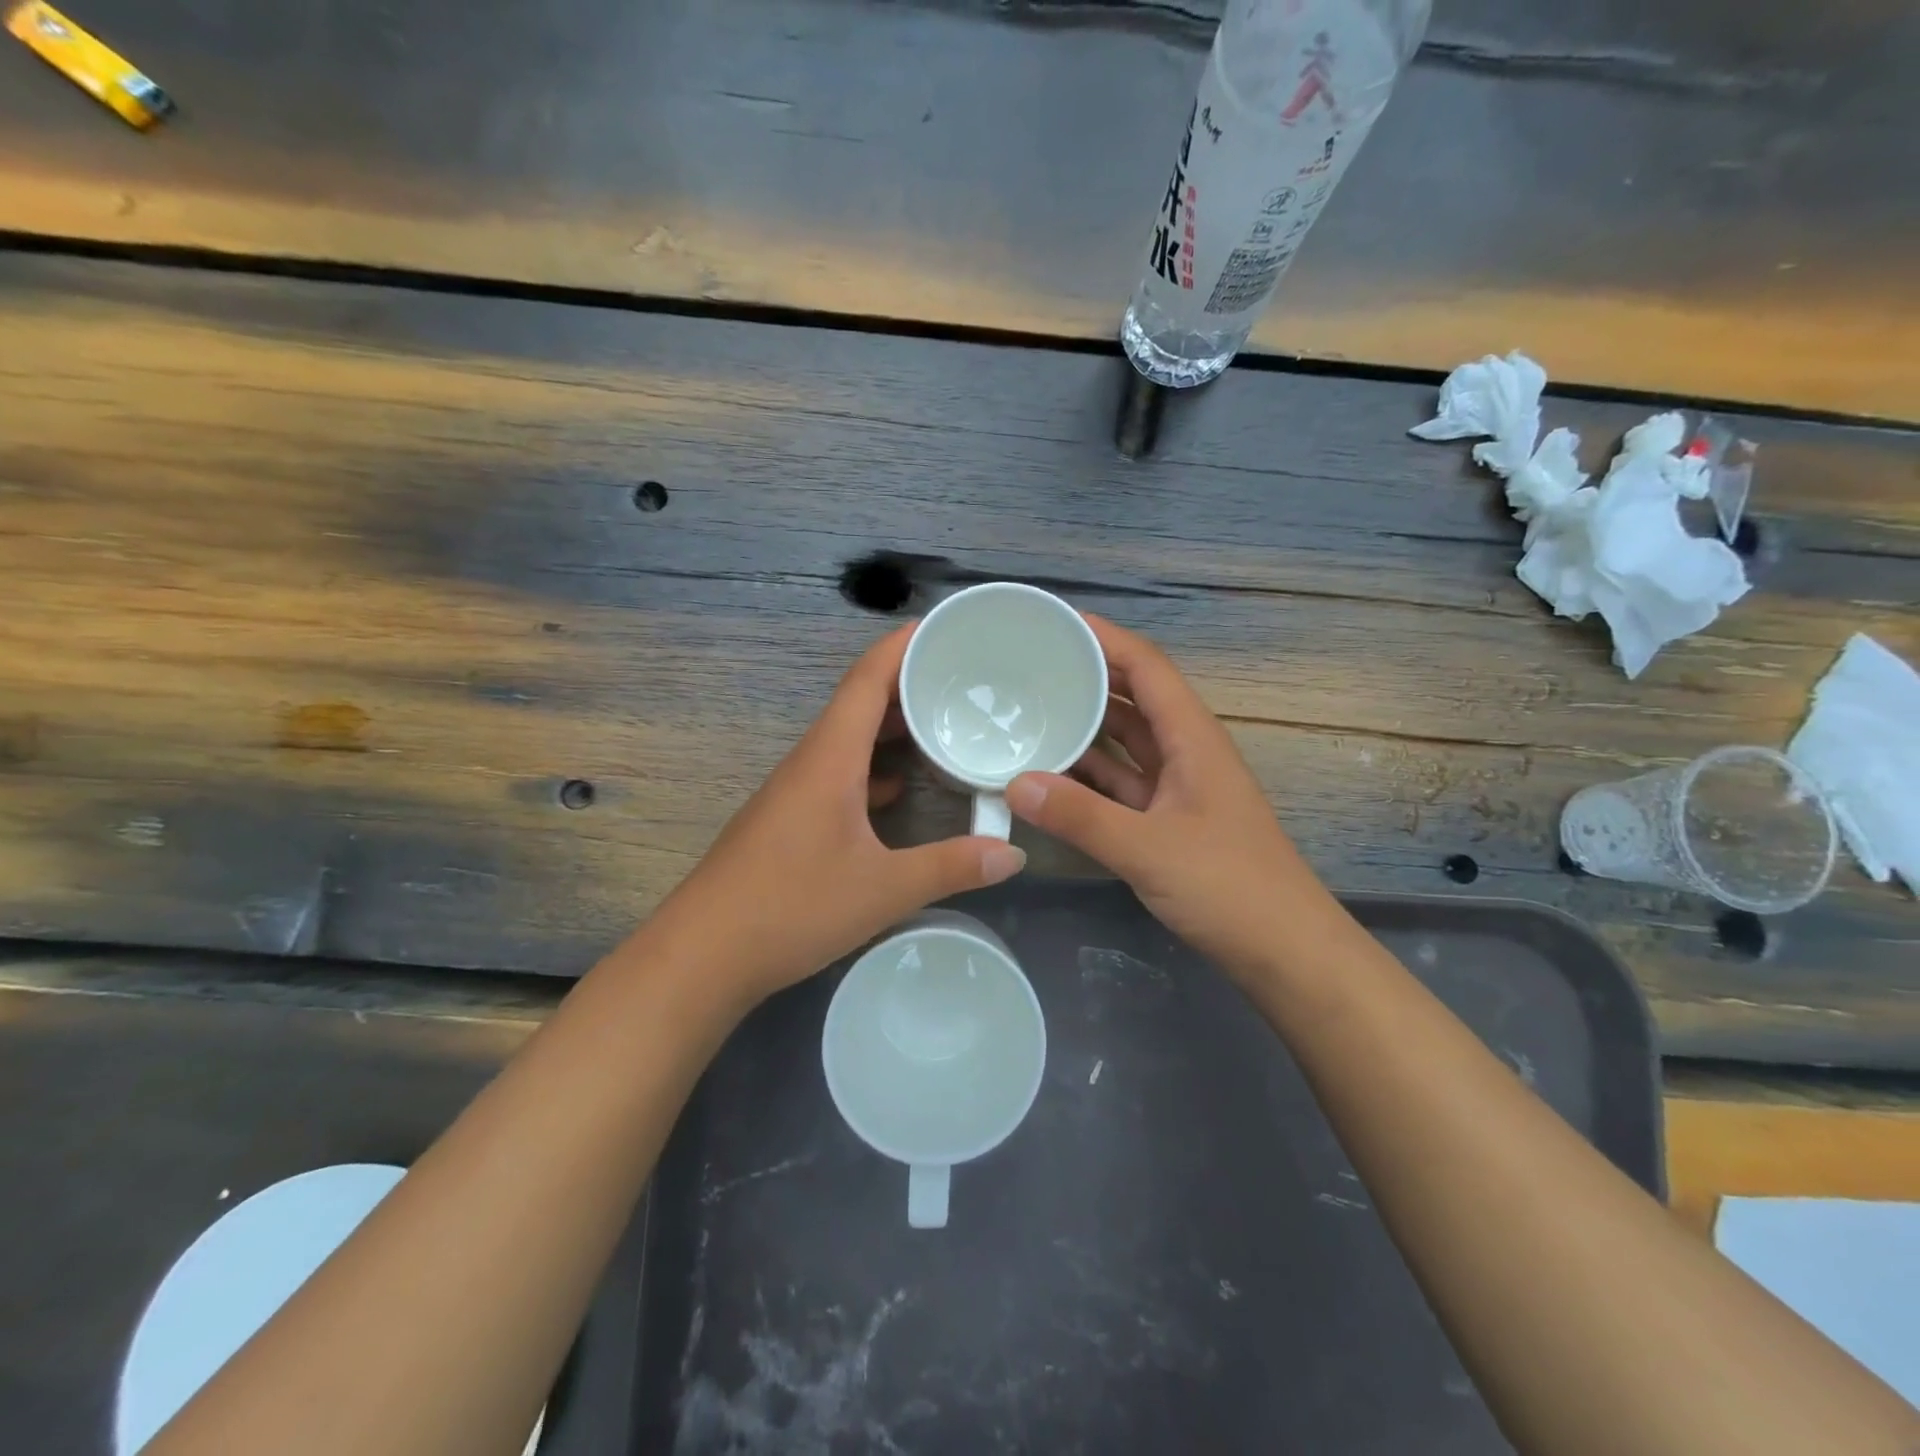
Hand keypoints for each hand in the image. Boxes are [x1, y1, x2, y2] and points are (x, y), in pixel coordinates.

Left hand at [645, 623, 1026, 1007]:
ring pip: (849, 740)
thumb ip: (951, 867)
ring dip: (891, 728)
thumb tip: (1012, 853)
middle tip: (961, 678)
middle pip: (860, 703)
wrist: (703, 955)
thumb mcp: (883, 890)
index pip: (867, 680)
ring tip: (941, 725)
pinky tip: (900, 790)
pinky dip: (873, 769)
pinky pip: (839, 774)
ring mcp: (795, 791)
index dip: (902, 646)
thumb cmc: (791, 908)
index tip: (943, 627)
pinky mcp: (790, 820)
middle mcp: (811, 762)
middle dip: (908, 683)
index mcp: (830, 758)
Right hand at [1005, 615, 1333, 980]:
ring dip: (1084, 727)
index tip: (1055, 623)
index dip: (1106, 639)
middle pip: (1132, 698)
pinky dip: (1087, 776)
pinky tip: (1050, 775)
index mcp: (1192, 738)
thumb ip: (1081, 817)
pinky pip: (1119, 783)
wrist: (1284, 952)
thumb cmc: (1230, 887)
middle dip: (1087, 677)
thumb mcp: (1149, 849)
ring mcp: (1176, 788)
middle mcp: (1184, 752)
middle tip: (1028, 666)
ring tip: (1029, 712)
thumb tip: (1015, 783)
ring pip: (1124, 743)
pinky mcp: (1166, 821)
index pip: (1146, 667)